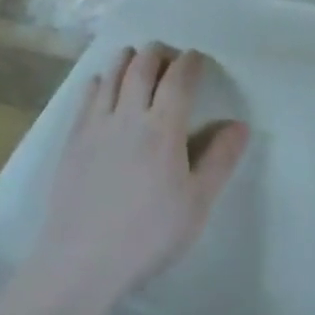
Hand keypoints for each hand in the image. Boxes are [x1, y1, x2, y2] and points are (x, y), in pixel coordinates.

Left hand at [28, 44, 248, 312]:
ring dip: (128, 59)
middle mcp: (129, 115)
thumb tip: (240, 125)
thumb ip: (220, 160)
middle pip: (142, 65)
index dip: (190, 61)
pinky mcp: (73, 138)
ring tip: (137, 59)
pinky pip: (88, 95)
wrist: (81, 262)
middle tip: (168, 56)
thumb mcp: (196, 204)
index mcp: (163, 128)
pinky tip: (103, 84)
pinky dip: (100, 80)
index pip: (179, 78)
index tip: (197, 58)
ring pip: (113, 74)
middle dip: (158, 53)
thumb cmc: (148, 235)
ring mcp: (97, 124)